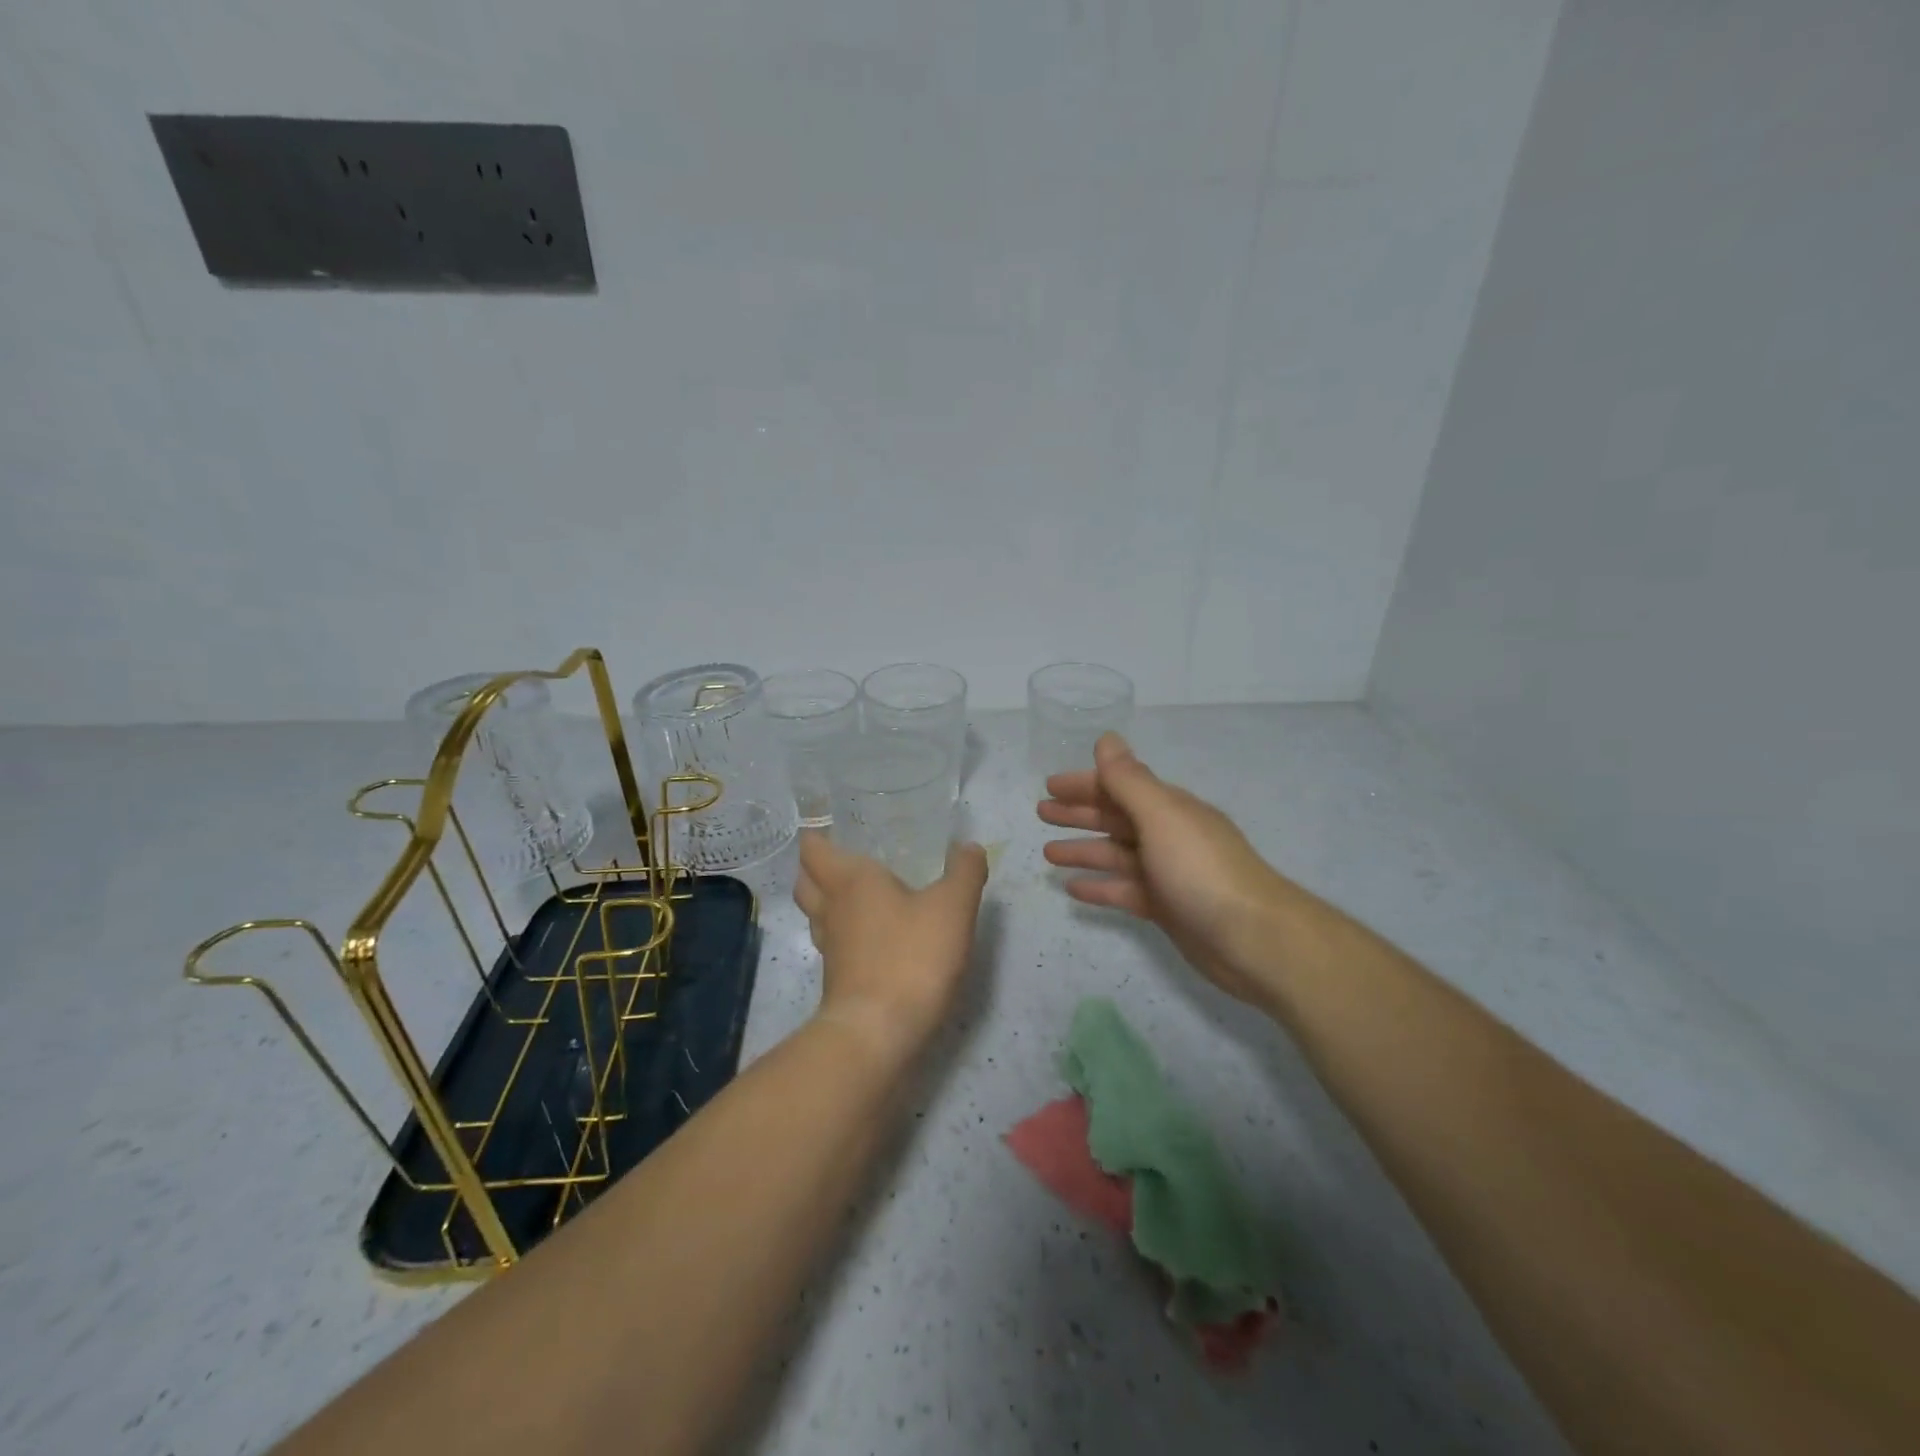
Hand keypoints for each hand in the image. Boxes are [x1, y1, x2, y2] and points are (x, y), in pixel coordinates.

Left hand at [793, 832, 988, 1064]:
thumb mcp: (953, 907)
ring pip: (816, 914)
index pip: (814, 849)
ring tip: (857, 896)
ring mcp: (830, 948)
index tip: (830, 826)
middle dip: (816, 868)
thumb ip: (964, 872)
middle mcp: (831, 909)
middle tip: (843, 859)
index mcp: (850, 880)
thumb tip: (969, 846)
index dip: (816, 836)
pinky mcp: (838, 980)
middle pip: (805, 881)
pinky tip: (871, 938)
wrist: (879, 1033)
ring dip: (827, 902)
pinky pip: (833, 944)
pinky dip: (844, 935)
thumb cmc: (911, 956)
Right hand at [1038, 733, 1294, 1003]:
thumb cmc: (1202, 870)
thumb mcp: (1161, 816)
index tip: (1049, 787)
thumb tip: (1107, 739)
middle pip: (1116, 818)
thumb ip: (1130, 780)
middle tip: (1041, 814)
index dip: (1084, 784)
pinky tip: (1072, 889)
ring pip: (1116, 855)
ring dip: (1083, 850)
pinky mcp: (1166, 908)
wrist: (1253, 939)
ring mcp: (1167, 873)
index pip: (1119, 786)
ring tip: (1047, 853)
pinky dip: (1100, 886)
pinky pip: (1124, 891)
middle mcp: (1167, 835)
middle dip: (1079, 814)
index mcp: (1168, 808)